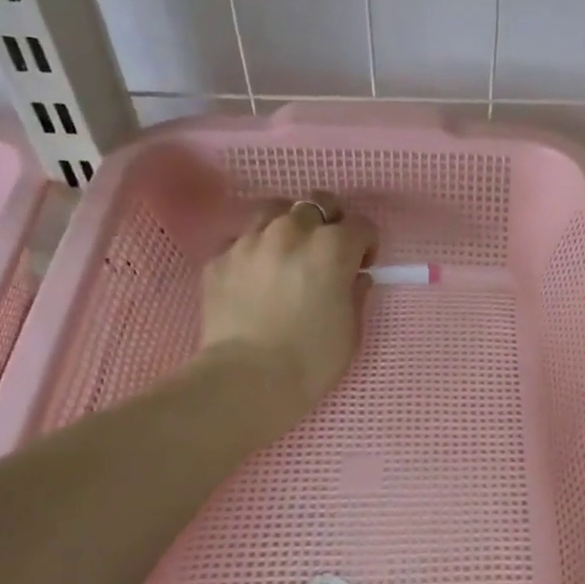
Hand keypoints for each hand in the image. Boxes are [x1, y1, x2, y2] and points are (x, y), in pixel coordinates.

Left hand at [196, 192, 377, 415]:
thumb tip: (354, 278)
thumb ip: (356, 294)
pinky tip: (256, 276)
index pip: (360, 225)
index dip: (366, 245)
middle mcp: (291, 232)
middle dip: (329, 223)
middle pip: (316, 204)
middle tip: (328, 252)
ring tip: (288, 252)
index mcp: (332, 248)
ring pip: (273, 210)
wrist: (247, 379)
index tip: (362, 266)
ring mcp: (249, 241)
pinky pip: (241, 240)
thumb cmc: (312, 360)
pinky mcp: (218, 258)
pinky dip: (254, 250)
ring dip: (288, 225)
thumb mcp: (351, 330)